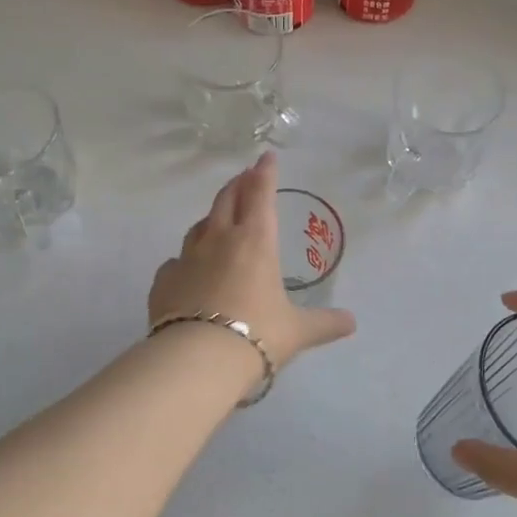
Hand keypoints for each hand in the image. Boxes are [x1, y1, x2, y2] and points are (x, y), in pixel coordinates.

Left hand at [149, 152, 356, 368]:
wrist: (197, 360)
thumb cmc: (257, 335)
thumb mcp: (297, 331)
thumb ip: (324, 323)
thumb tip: (352, 323)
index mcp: (255, 241)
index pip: (260, 194)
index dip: (265, 173)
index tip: (266, 157)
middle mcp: (219, 240)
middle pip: (226, 200)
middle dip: (237, 184)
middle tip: (243, 176)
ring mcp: (187, 258)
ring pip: (199, 226)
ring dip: (211, 217)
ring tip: (218, 219)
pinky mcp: (164, 281)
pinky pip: (175, 261)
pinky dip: (185, 259)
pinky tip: (187, 269)